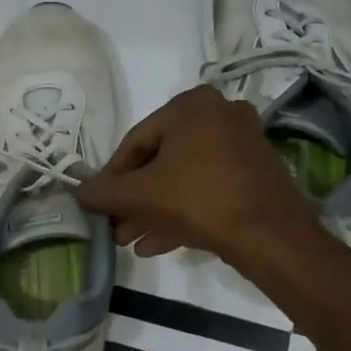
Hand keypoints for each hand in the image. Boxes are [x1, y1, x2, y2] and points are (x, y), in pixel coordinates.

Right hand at [77, 86, 315, 263]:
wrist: (270, 235)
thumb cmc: (199, 200)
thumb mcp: (140, 195)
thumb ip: (104, 192)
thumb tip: (80, 192)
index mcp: (192, 106)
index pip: (136, 140)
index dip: (113, 176)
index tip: (101, 202)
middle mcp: (221, 115)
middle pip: (162, 161)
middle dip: (135, 198)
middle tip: (116, 225)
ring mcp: (243, 145)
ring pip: (184, 178)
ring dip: (154, 210)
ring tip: (130, 240)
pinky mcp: (256, 175)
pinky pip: (208, 189)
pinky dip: (182, 212)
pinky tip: (155, 244)